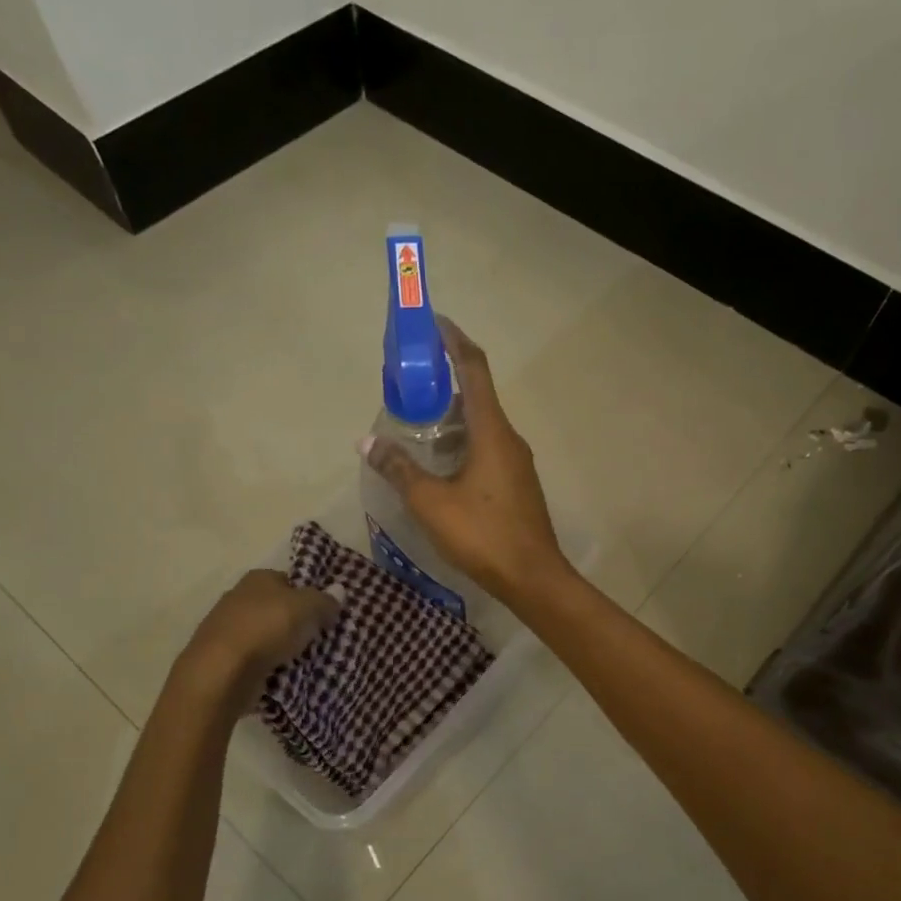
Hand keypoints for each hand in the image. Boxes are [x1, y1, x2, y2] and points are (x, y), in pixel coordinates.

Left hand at [175, 570, 339, 706]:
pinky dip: (268, 665)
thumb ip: (325, 599)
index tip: (326, 614)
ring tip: (307, 660)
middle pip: (278, 608)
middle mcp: (239, 597)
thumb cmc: (267, 628)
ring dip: (283, 646)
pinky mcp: (223, 658)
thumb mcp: (308, 607)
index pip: (290, 581)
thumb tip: (339, 591)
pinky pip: (256, 658)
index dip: (310, 595)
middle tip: (321, 638)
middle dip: (297, 622)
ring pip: (267, 634)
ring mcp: (227, 629)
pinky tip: (284, 675)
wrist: (221, 672)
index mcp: (258, 578)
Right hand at [362, 317, 570, 609]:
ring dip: (451, 416)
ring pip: (481, 425)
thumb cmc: (482, 534)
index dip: (454, 340)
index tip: (433, 322)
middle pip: (476, 394)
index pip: (473, 368)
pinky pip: (486, 448)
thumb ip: (399, 469)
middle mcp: (509, 438)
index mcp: (492, 430)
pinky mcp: (516, 484)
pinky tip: (439, 463)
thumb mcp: (431, 502)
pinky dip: (461, 442)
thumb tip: (368, 442)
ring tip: (416, 421)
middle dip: (444, 381)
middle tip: (409, 381)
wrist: (533, 577)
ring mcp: (516, 462)